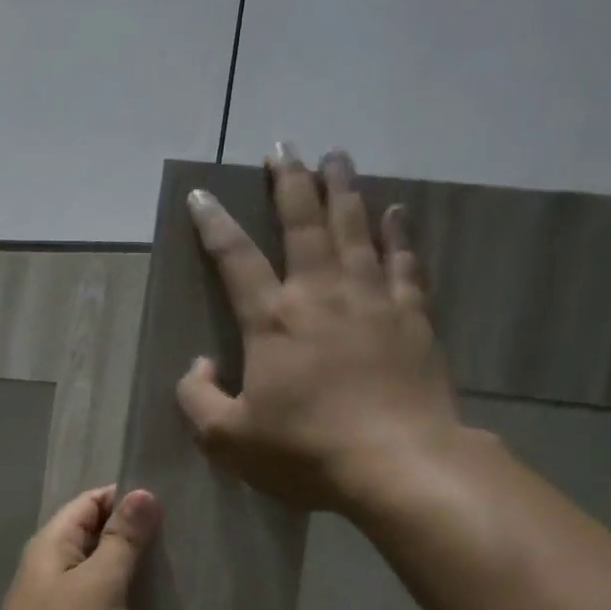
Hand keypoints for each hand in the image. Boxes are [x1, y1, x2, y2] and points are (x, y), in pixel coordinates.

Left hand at [0, 486, 159, 609]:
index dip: (127, 499)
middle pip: (93, 536)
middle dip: (133, 535)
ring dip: (129, 571)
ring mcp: (54, 604)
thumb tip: (142, 493)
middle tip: (182, 541)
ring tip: (175, 572)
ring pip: (96, 573)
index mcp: (52, 544)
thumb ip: (122, 540)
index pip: (91, 502)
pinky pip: (95, 606)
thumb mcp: (101, 583)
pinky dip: (120, 603)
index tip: (171, 507)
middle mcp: (49, 568)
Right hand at [176, 144, 463, 517]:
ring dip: (342, 190)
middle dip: (290, 182)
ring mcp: (372, 300)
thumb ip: (197, 398)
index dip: (214, 225)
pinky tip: (396, 211)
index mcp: (272, 321)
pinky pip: (404, 261)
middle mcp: (320, 294)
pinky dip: (398, 233)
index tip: (201, 195)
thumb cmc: (304, 452)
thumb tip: (199, 363)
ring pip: (355, 229)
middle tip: (285, 146)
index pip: (236, 259)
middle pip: (303, 224)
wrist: (397, 463)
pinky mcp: (412, 316)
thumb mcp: (227, 439)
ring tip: (335, 157)